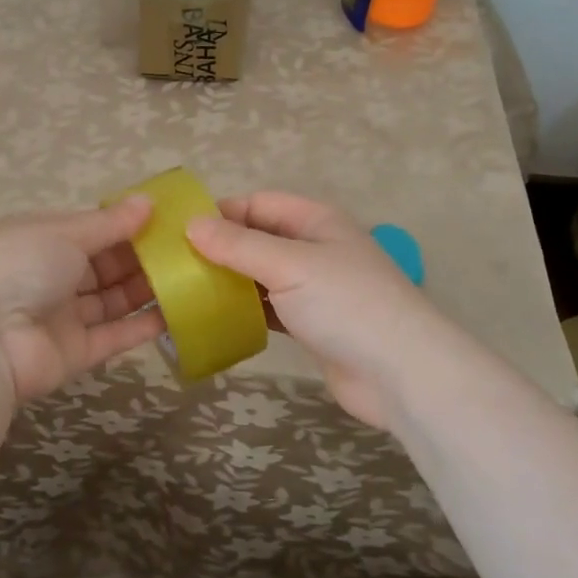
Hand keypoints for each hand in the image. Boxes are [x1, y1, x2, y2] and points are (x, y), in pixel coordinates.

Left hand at [0, 196, 165, 405]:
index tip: (166, 220)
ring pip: (112, 300)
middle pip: (104, 265)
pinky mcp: (75, 354)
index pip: (90, 229)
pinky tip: (176, 313)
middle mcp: (51, 276)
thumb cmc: (20, 265)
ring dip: (146, 290)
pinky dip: (142, 326)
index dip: (125, 225)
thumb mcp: (64, 233)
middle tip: (186, 249)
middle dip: (141, 257)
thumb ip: (109, 223)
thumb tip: (148, 202)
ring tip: (189, 277)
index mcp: (40, 239)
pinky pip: (114, 336)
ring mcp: (63, 316)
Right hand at [186, 191, 452, 430]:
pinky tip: (216, 319)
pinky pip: (270, 308)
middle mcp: (315, 248)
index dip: (221, 212)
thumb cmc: (347, 304)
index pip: (259, 203)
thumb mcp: (289, 265)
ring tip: (186, 291)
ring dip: (230, 281)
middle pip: (259, 238)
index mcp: (316, 221)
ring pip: (262, 275)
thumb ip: (239, 245)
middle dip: (221, 248)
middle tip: (175, 265)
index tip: (179, 231)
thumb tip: (191, 225)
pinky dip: (246, 310)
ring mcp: (315, 289)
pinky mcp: (312, 325)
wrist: (401, 374)